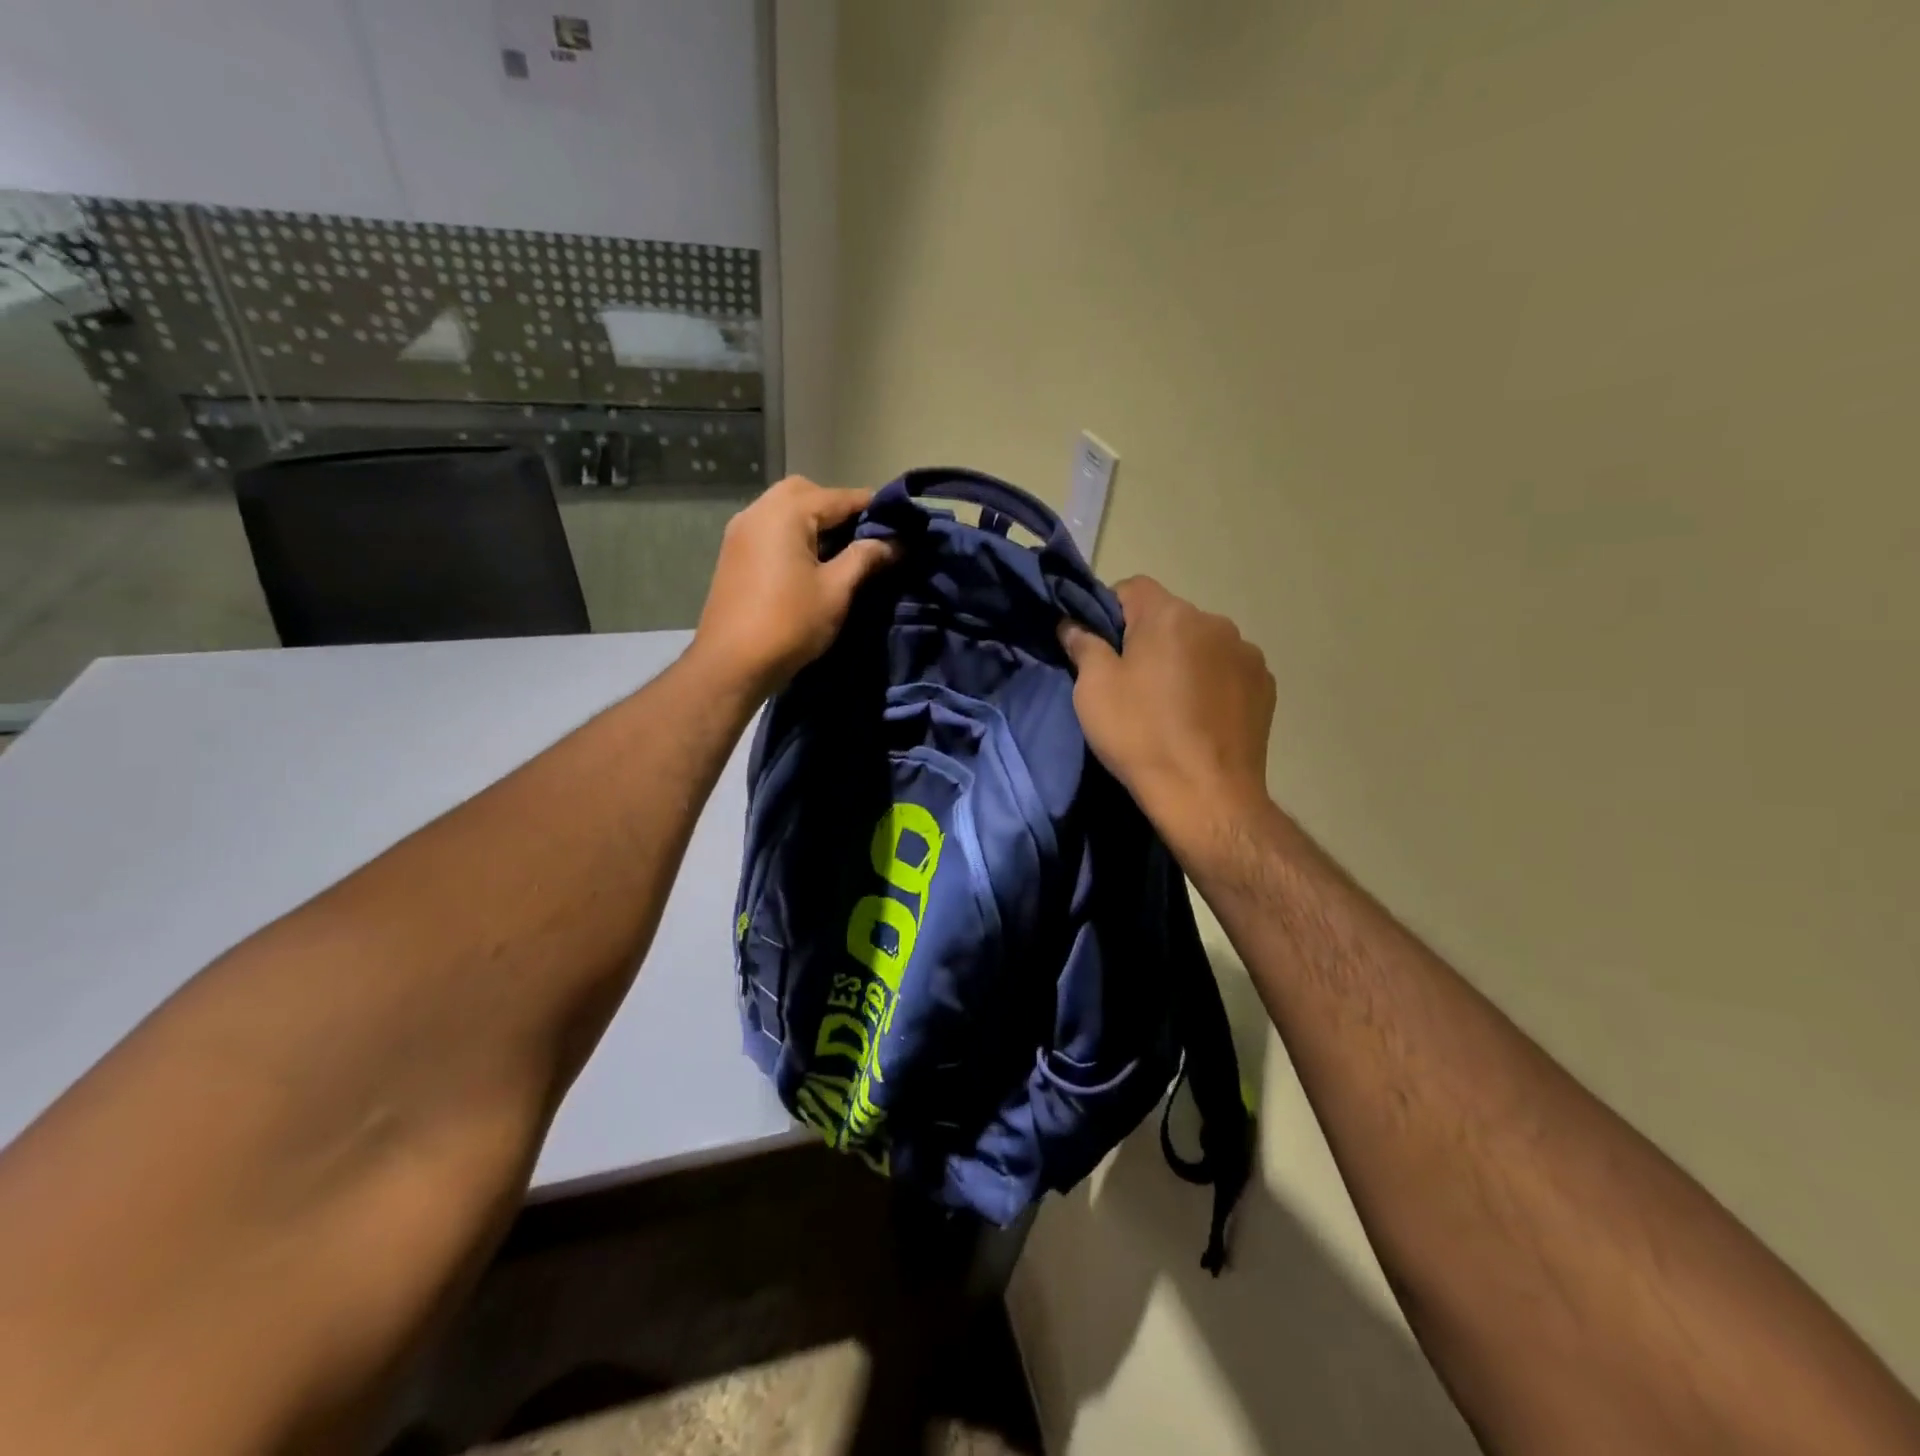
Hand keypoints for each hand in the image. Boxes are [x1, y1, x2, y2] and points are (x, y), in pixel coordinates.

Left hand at [692, 476, 897, 695]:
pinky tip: (810, 562)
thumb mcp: (836, 590)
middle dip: (838, 508)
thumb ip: (865, 558)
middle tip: (863, 538)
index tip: (899, 525)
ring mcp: (740, 530)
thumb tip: (895, 542)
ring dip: (813, 521)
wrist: (732, 664)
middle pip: (807, 493)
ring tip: (839, 552)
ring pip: (784, 508)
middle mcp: (759, 510)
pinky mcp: (733, 552)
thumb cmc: (789, 624)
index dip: (873, 508)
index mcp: (786, 512)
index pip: (840, 497)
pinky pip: (770, 528)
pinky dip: (793, 533)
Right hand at [1058, 577, 1275, 844]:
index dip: (1108, 611)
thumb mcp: (1093, 690)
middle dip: (1148, 639)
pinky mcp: (1266, 687)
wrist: (1206, 796)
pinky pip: (1227, 670)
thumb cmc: (1141, 735)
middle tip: (1130, 682)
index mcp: (1170, 615)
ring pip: (1201, 644)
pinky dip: (1211, 683)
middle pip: (1169, 617)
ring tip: (1170, 705)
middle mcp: (1215, 622)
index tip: (1098, 647)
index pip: (1131, 587)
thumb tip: (1072, 624)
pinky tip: (1200, 718)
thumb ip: (1083, 645)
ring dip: (1183, 660)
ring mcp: (1247, 654)